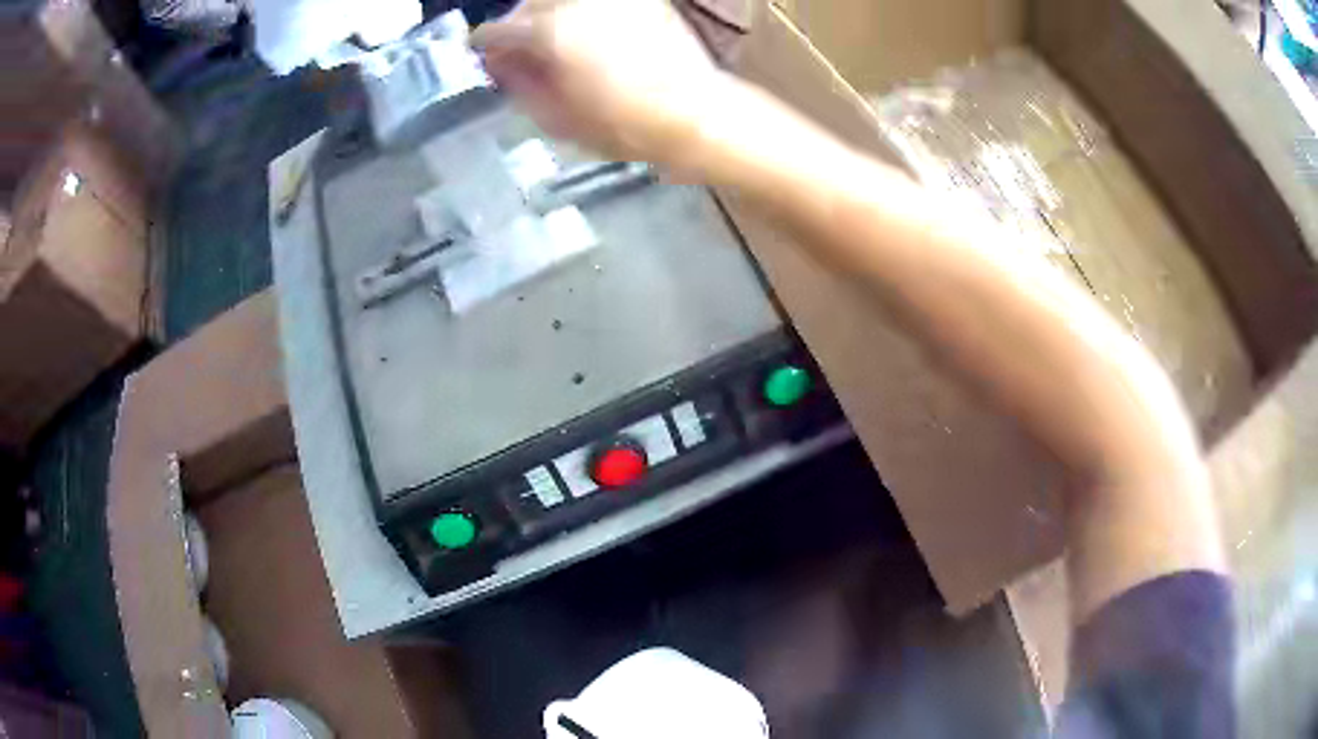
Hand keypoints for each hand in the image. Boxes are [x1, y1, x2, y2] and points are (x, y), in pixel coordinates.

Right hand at [472, 0, 726, 165]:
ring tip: (556, 44)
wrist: (694, 115)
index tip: (489, 60)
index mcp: (549, 31)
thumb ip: (517, 82)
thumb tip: (498, 61)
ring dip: (548, 16)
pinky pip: (594, 1)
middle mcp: (577, 2)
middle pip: (527, 5)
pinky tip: (589, 34)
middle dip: (518, 27)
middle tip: (523, 54)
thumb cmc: (621, 126)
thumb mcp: (553, 116)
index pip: (496, 30)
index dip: (486, 48)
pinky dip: (581, 12)